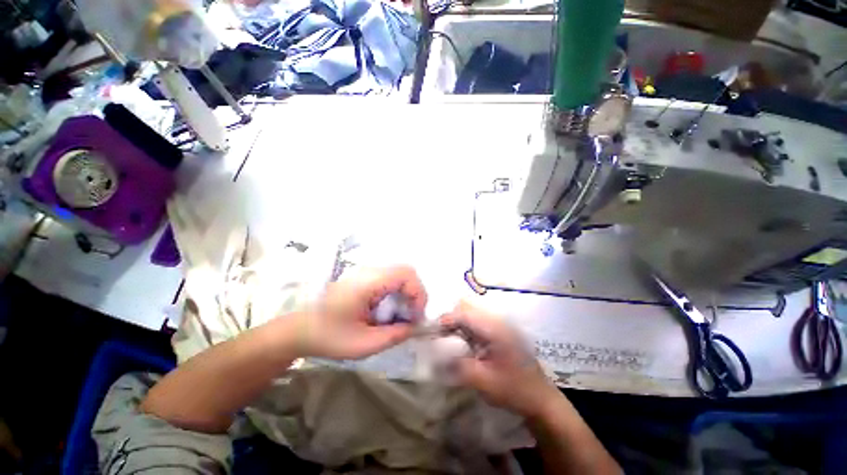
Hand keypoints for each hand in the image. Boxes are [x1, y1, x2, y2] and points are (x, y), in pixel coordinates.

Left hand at [296, 265, 427, 359]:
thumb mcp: (364, 344)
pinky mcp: (364, 278)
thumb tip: (415, 327)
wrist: (299, 329)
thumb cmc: (328, 337)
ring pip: (399, 275)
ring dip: (406, 294)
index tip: (416, 317)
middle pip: (405, 272)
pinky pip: (390, 280)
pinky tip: (388, 312)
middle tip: (411, 316)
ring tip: (401, 316)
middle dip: (415, 294)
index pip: (406, 274)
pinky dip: (397, 294)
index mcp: (368, 282)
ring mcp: (366, 273)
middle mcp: (369, 271)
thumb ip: (394, 335)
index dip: (418, 293)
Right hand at [440, 301, 560, 419]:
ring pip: (471, 313)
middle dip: (451, 319)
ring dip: (457, 323)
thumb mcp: (485, 383)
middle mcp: (497, 321)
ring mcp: (499, 325)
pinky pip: (477, 323)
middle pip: (467, 307)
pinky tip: (462, 344)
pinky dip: (465, 329)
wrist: (541, 399)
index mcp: (495, 329)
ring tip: (449, 341)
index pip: (465, 313)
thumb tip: (436, 357)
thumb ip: (459, 367)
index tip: (433, 332)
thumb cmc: (515, 390)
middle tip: (441, 337)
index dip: (447, 319)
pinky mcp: (499, 332)